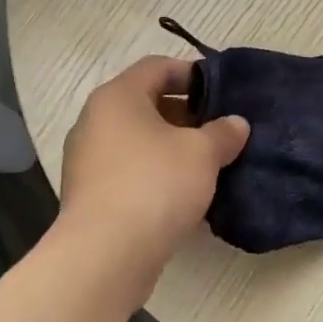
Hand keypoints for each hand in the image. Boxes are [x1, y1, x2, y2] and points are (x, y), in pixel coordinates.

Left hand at [57, 57, 249, 297]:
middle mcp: (94, 121)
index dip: (191, 73)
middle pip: (145, 104)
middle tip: (219, 129)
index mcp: (117, 97)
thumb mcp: (202, 153)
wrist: (105, 254)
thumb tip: (236, 124)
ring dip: (171, 146)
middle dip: (185, 114)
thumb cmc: (155, 185)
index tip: (222, 91)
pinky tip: (182, 193)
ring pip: (137, 140)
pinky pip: (128, 170)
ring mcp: (87, 160)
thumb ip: (222, 132)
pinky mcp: (89, 194)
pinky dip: (154, 173)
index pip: (156, 67)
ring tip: (207, 163)